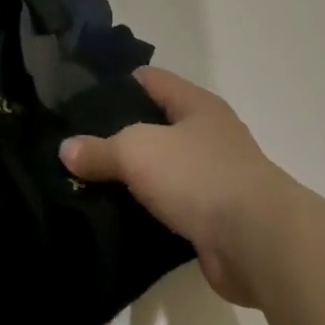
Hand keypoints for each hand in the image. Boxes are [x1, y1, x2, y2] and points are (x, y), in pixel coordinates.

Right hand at [61, 68, 285, 304]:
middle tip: (77, 144)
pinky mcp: (214, 220)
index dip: (117, 84)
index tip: (80, 98)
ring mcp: (214, 179)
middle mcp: (209, 136)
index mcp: (196, 105)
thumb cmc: (198, 176)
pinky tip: (116, 216)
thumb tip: (67, 150)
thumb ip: (99, 149)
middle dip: (119, 134)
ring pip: (162, 170)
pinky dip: (147, 211)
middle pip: (155, 125)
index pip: (151, 80)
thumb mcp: (136, 150)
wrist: (258, 244)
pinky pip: (171, 207)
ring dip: (133, 178)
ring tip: (87, 181)